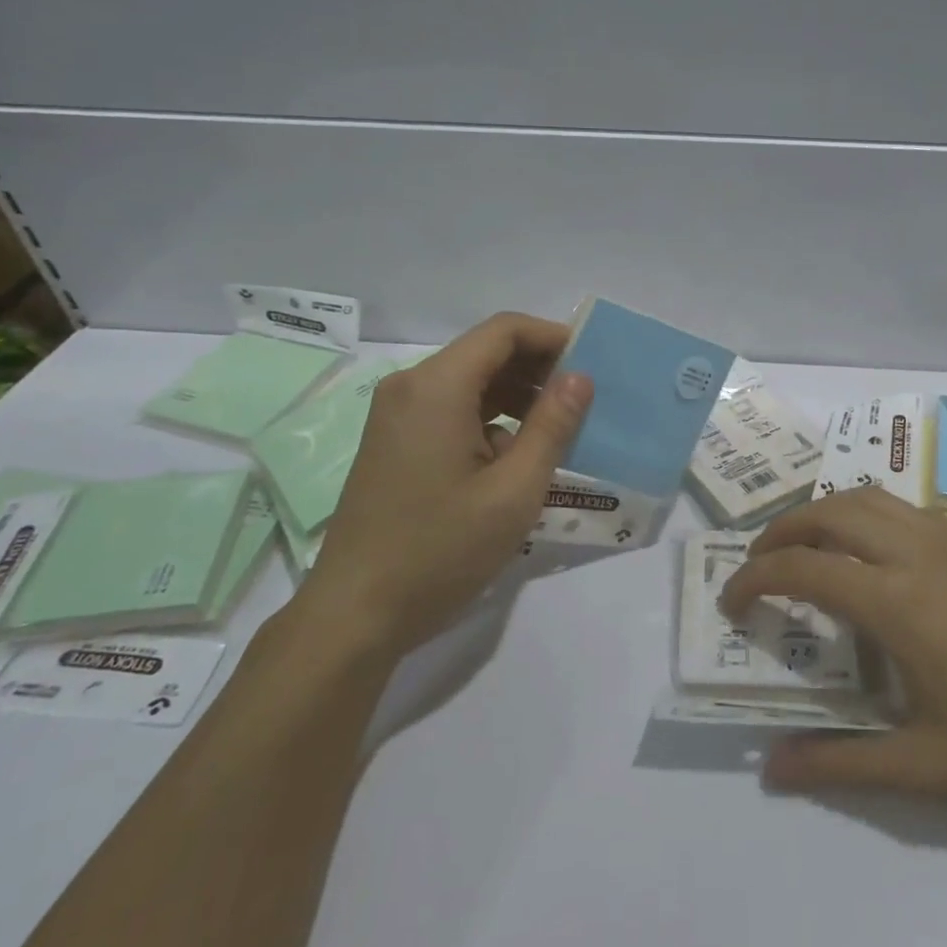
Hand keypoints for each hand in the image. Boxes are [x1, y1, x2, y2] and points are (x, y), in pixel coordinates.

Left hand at [302, 312, 592, 661]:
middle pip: (486, 352)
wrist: (354, 615)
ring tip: (556, 432)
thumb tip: (580, 378)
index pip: (504, 330)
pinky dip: (489, 419)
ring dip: (516, 396)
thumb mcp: (514, 491)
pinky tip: (513, 459)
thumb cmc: (440, 551)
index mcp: (437, 386)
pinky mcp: (394, 441)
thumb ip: (552, 426)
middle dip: (538, 368)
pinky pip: (451, 409)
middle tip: (582, 401)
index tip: (592, 362)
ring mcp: (396, 414)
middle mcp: (411, 386)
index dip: (552, 337)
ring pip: (470, 381)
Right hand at [720, 488, 946, 805]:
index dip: (755, 578)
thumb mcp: (928, 768)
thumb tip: (772, 769)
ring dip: (822, 512)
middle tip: (757, 565)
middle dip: (780, 531)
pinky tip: (869, 551)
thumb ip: (843, 763)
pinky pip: (899, 507)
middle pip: (828, 513)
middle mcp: (914, 553)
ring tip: (803, 547)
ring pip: (866, 497)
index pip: (804, 568)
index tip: (730, 600)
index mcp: (897, 602)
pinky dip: (863, 512)